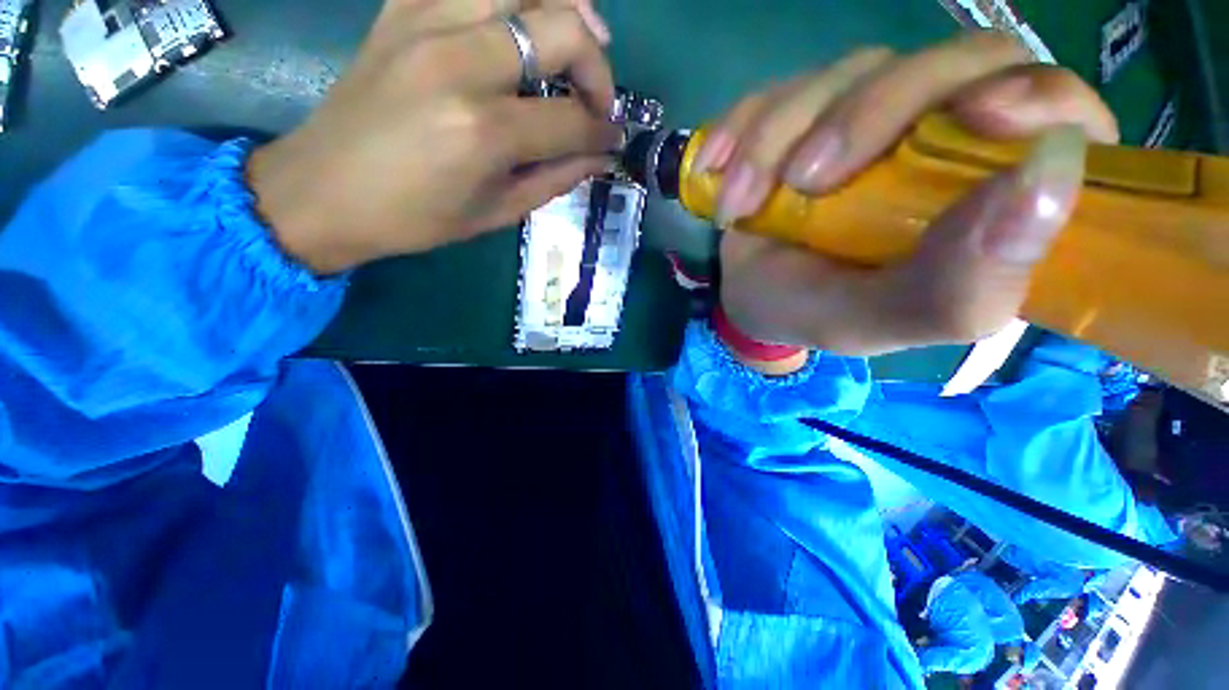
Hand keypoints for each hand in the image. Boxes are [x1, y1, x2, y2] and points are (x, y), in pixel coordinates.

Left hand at [247, 0, 619, 274]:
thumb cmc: (416, 217)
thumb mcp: (496, 213)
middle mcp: (461, 62)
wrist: (325, 190)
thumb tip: (599, 156)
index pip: (573, 119)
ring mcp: (428, 22)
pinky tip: (520, 23)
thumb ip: (555, 179)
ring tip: (575, 43)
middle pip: (563, 27)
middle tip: (597, 97)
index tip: (613, 138)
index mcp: (485, 131)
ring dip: (566, 9)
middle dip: (598, 65)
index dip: (604, 130)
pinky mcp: (404, 8)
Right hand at [697, 33, 1118, 358]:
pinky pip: (778, 90)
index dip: (1032, 96)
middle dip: (864, 116)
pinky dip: (739, 128)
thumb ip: (959, 284)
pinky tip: (714, 170)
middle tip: (800, 184)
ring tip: (736, 208)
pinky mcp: (808, 111)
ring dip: (775, 139)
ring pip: (847, 74)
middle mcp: (942, 135)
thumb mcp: (878, 319)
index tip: (977, 117)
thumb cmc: (818, 314)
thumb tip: (1051, 176)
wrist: (752, 298)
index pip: (1056, 112)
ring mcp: (870, 113)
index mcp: (989, 195)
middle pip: (946, 65)